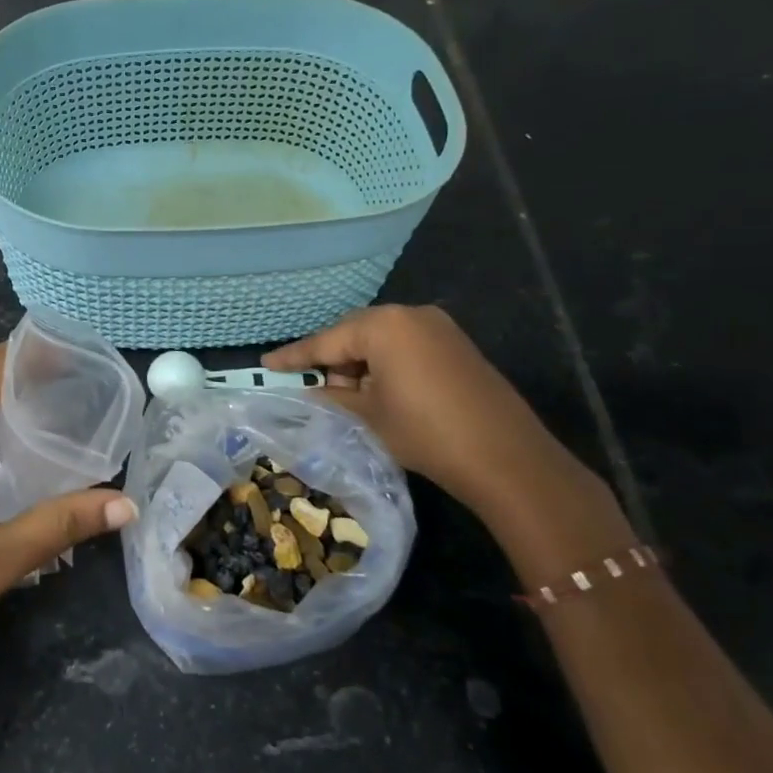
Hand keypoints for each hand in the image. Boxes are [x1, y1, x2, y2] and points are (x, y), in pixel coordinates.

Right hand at [263, 305, 604, 528]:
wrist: (506, 457)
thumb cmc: (425, 432)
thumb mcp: (367, 417)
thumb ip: (330, 397)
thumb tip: (307, 392)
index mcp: (383, 325)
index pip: (326, 340)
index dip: (294, 356)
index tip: (266, 364)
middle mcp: (411, 315)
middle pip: (354, 333)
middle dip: (332, 360)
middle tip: (313, 389)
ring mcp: (438, 327)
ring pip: (381, 339)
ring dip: (360, 364)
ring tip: (351, 398)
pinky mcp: (456, 345)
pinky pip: (405, 346)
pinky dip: (386, 364)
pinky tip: (381, 392)